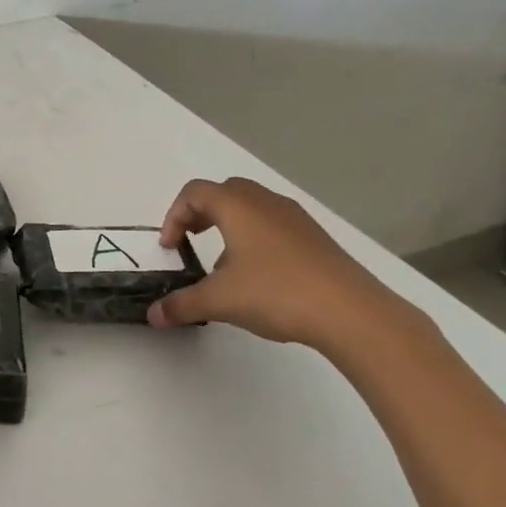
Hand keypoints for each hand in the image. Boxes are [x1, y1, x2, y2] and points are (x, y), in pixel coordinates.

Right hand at [147, 177, 413, 352]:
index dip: (173, 216)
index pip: (194, 193)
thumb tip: (153, 314)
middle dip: (200, 213)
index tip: (170, 248)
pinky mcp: (316, 238)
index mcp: (238, 207)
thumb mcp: (219, 301)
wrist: (352, 312)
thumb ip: (181, 304)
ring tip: (223, 265)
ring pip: (252, 207)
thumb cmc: (276, 293)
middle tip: (190, 242)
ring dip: (229, 225)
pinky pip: (274, 224)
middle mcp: (266, 203)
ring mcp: (296, 218)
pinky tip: (258, 277)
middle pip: (224, 192)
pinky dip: (255, 238)